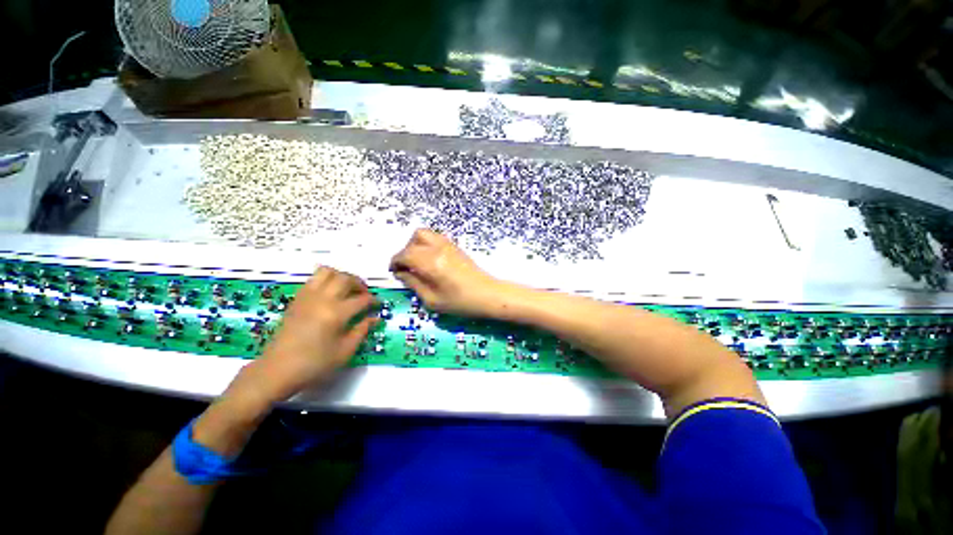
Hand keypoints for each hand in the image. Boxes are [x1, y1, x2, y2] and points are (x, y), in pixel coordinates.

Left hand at [251, 267, 377, 402]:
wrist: (276, 371)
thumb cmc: (314, 364)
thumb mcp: (344, 351)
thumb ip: (362, 330)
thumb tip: (375, 318)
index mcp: (336, 313)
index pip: (362, 299)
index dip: (373, 301)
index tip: (378, 305)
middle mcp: (322, 299)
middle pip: (345, 278)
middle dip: (359, 283)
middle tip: (364, 294)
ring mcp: (307, 297)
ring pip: (327, 272)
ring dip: (341, 276)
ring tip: (347, 288)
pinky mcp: (297, 299)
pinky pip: (313, 279)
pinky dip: (326, 280)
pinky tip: (330, 293)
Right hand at [390, 229, 501, 316]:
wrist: (488, 295)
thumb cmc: (460, 302)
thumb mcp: (432, 300)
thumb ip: (413, 284)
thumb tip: (402, 274)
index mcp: (430, 262)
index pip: (405, 254)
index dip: (395, 262)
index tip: (395, 272)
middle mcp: (438, 248)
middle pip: (414, 238)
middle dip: (405, 252)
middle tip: (407, 268)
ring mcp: (448, 245)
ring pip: (425, 234)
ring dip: (416, 245)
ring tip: (418, 263)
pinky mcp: (456, 246)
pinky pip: (435, 237)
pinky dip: (427, 244)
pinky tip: (430, 260)